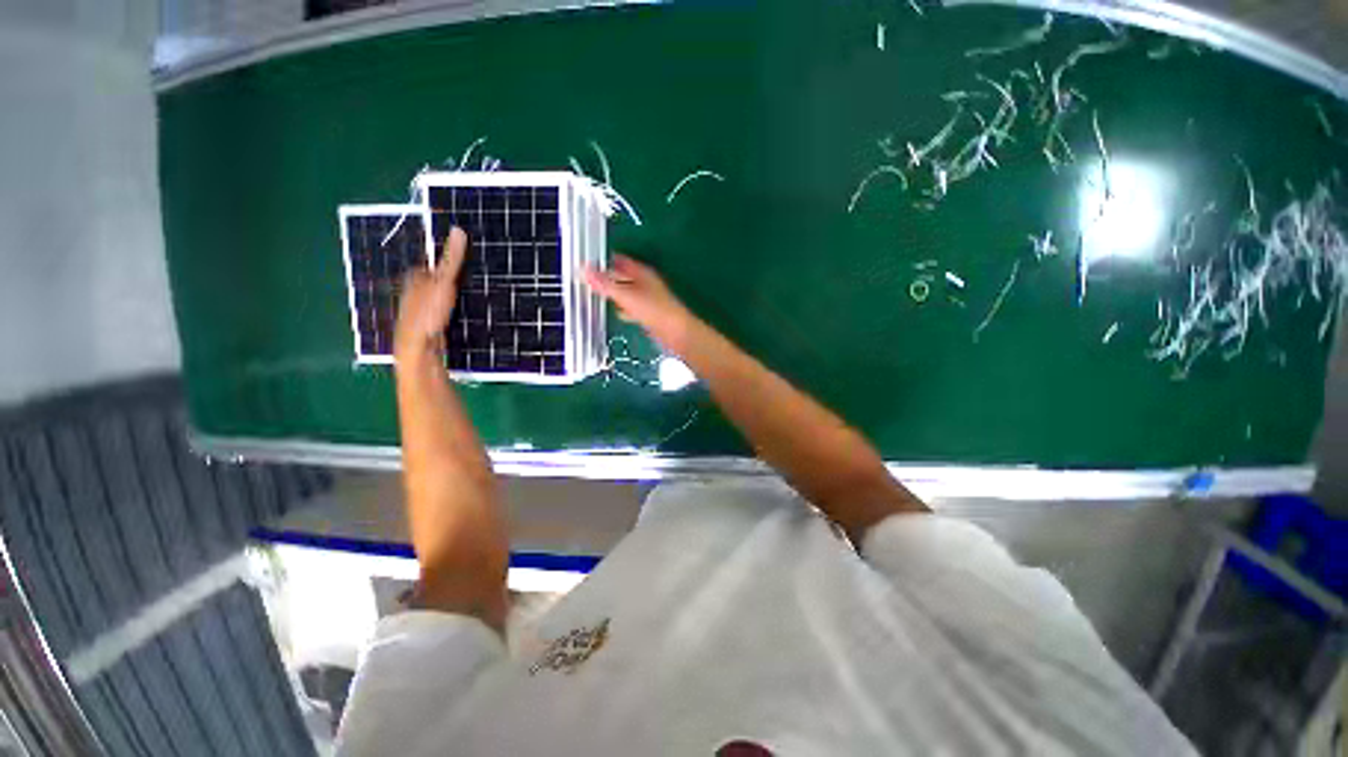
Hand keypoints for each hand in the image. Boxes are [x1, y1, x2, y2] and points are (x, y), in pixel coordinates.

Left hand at [395, 227, 466, 365]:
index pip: (427, 266)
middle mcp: (410, 293)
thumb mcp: (444, 282)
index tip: (460, 265)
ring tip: (460, 301)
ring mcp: (414, 312)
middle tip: (462, 282)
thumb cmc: (428, 312)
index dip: (442, 264)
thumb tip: (458, 229)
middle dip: (441, 282)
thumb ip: (452, 259)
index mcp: (413, 278)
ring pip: (429, 300)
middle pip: (427, 283)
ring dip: (442, 300)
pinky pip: (434, 315)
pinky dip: (442, 314)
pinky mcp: (422, 328)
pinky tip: (451, 320)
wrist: (417, 348)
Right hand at [584, 254, 695, 352]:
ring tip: (597, 296)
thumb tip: (583, 270)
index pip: (619, 260)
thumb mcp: (626, 295)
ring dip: (614, 294)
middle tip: (587, 280)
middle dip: (607, 278)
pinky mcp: (649, 313)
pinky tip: (617, 314)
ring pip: (626, 292)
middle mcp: (645, 283)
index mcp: (642, 273)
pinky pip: (632, 307)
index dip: (604, 260)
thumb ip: (605, 284)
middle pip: (622, 276)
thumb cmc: (653, 310)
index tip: (586, 263)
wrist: (675, 332)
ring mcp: (648, 298)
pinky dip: (623, 309)